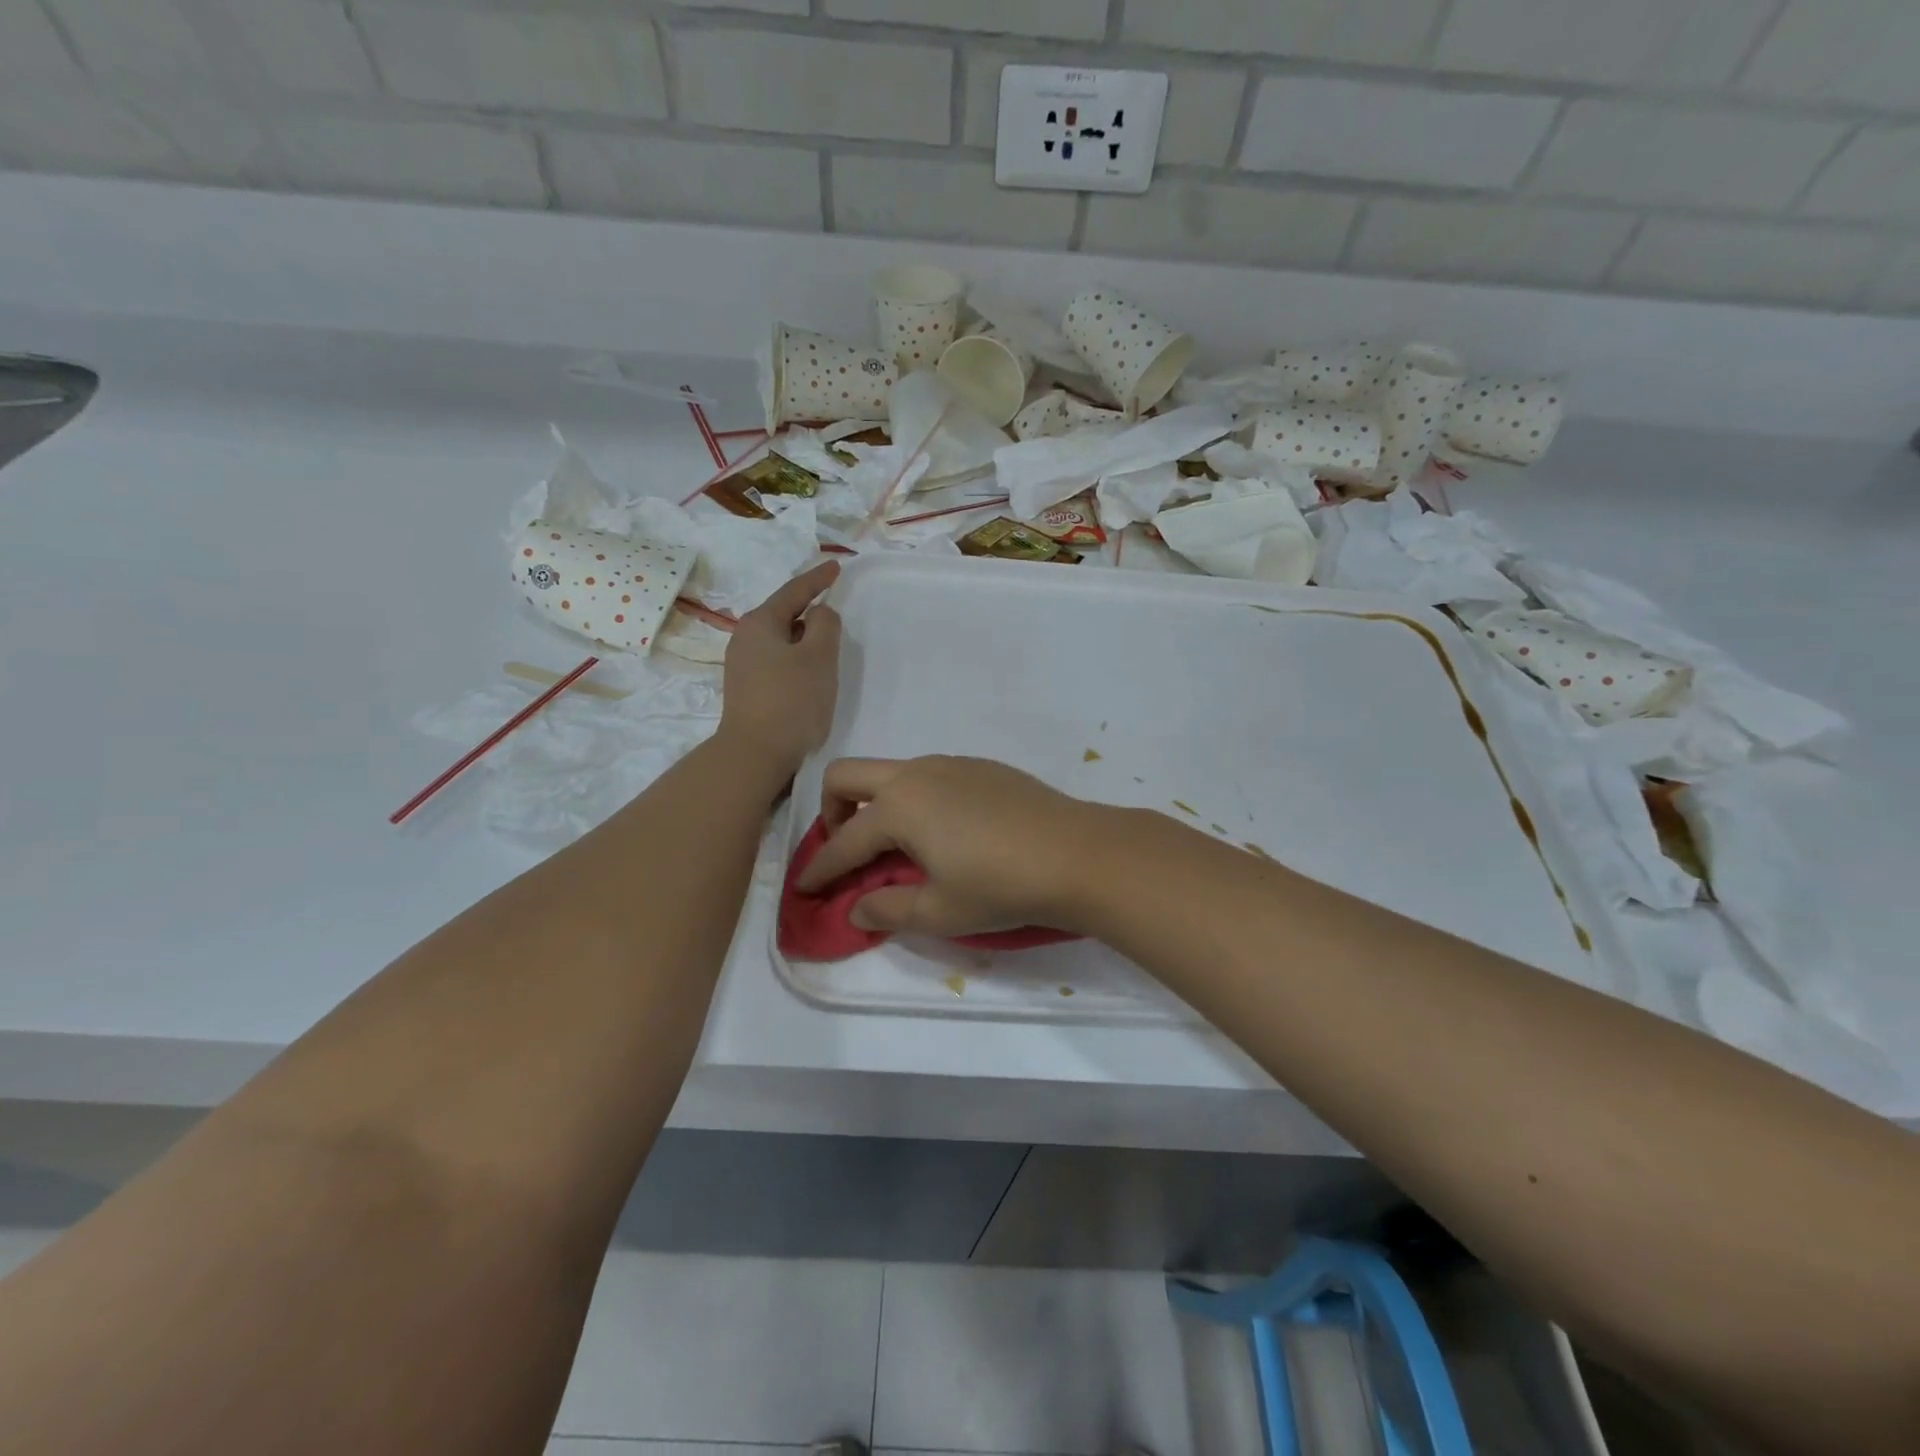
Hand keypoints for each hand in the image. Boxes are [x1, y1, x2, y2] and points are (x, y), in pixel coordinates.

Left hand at [717, 560, 841, 775]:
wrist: (756, 753)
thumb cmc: (792, 700)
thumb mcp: (819, 656)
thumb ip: (825, 625)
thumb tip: (820, 613)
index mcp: (760, 623)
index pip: (794, 591)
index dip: (818, 578)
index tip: (837, 566)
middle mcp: (745, 638)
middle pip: (784, 614)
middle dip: (809, 609)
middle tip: (833, 606)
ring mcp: (742, 665)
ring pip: (781, 640)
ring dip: (804, 638)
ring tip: (827, 643)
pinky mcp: (747, 689)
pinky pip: (777, 660)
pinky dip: (796, 658)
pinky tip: (809, 672)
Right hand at [795, 756, 1112, 936]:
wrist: (1078, 854)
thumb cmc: (1002, 886)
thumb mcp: (940, 911)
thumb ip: (888, 908)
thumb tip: (855, 907)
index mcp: (899, 807)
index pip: (843, 841)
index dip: (819, 868)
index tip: (804, 888)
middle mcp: (917, 774)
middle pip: (847, 776)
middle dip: (831, 811)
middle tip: (846, 850)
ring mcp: (951, 763)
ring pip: (890, 771)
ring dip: (875, 802)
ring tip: (895, 845)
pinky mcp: (980, 766)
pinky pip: (927, 774)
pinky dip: (913, 798)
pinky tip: (942, 831)